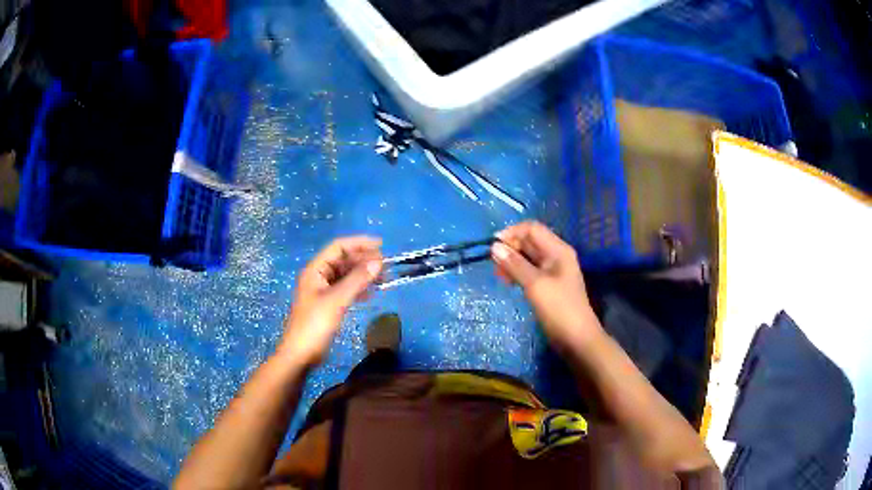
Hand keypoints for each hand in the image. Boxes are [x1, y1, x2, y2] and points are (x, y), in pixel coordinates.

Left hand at [279, 236, 382, 366]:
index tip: (381, 245)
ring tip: (383, 278)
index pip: (338, 247)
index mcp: (316, 270)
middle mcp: (319, 276)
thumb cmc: (315, 325)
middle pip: (343, 260)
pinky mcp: (328, 305)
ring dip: (363, 274)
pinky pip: (346, 289)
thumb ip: (357, 280)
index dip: (359, 243)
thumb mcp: (337, 300)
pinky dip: (359, 288)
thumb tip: (378, 262)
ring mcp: (323, 291)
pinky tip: (371, 292)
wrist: (301, 354)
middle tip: (385, 265)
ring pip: (346, 275)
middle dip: (364, 260)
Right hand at [491, 221, 602, 349]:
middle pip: (530, 241)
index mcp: (558, 250)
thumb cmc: (559, 309)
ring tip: (499, 275)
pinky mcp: (548, 285)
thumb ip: (515, 264)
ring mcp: (553, 271)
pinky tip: (508, 282)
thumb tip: (494, 247)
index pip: (532, 229)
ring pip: (528, 257)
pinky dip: (517, 272)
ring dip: (512, 261)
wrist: (577, 339)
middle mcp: (556, 256)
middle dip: (510, 248)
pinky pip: (530, 271)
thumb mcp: (535, 285)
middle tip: (494, 264)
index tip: (493, 247)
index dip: (512, 233)